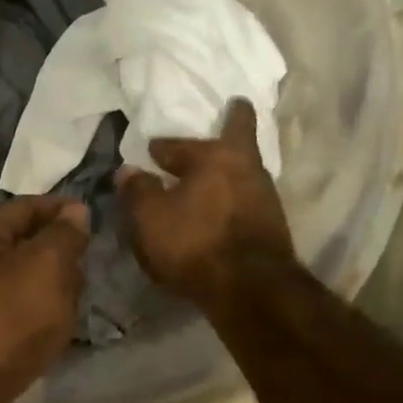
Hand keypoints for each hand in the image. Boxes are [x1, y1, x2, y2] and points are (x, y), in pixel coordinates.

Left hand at [0, 195, 89, 402]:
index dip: (64, 211)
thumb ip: (64, 235)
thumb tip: (74, 212)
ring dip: (48, 289)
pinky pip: (12, 315)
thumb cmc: (5, 320)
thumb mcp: (45, 267)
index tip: (98, 222)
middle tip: (90, 269)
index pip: (28, 207)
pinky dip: (35, 317)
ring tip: (76, 302)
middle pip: (22, 245)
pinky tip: (53, 330)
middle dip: (59, 254)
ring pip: (19, 283)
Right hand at [117, 98, 293, 309]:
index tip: (152, 150)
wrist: (250, 287)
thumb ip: (137, 191)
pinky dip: (233, 201)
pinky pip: (247, 202)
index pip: (183, 143)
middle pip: (236, 141)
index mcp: (217, 155)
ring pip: (243, 173)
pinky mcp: (273, 226)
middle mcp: (248, 167)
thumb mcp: (151, 218)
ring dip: (227, 173)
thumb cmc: (195, 243)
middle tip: (228, 114)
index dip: (164, 147)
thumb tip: (128, 170)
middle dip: (229, 128)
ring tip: (210, 180)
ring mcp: (266, 196)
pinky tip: (221, 213)